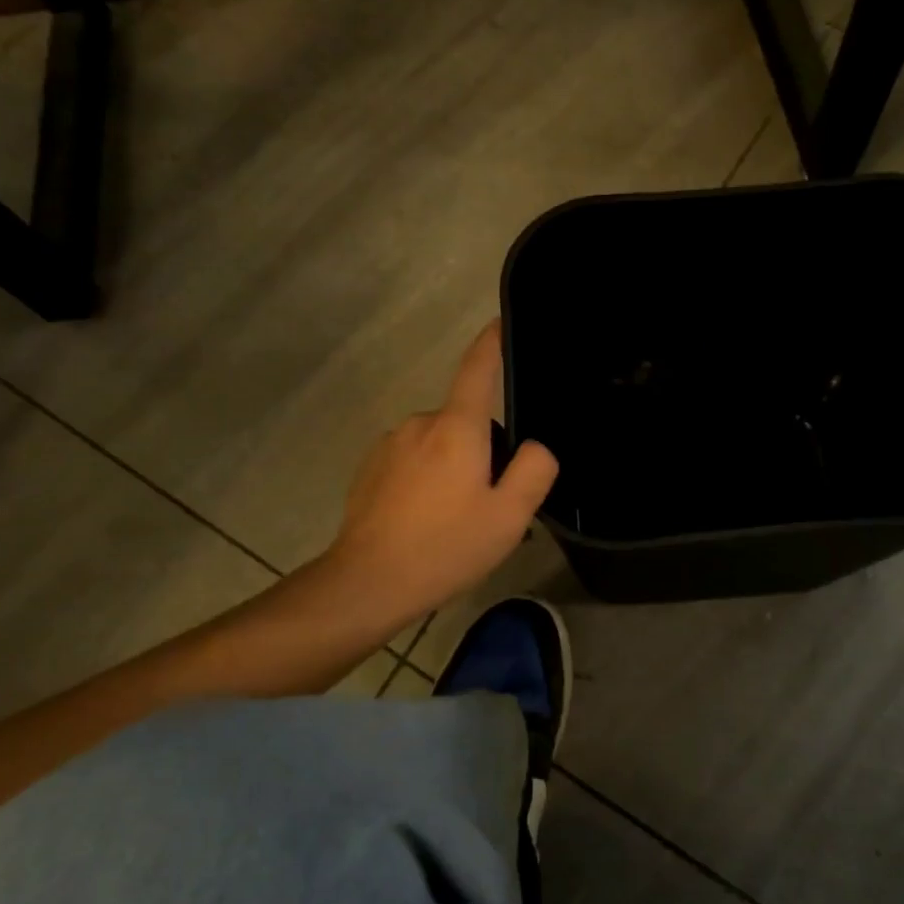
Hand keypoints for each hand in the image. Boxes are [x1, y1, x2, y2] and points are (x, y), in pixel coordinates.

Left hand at [319, 322, 557, 628]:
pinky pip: (412, 462)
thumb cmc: (445, 546)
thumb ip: (534, 470)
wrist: (367, 582)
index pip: (477, 368)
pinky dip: (426, 481)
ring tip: (456, 522)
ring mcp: (389, 445)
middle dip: (483, 450)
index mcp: (456, 427)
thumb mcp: (509, 515)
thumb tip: (535, 446)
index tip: (501, 322)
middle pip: (466, 421)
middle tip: (491, 502)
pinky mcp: (370, 469)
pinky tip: (425, 523)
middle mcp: (420, 424)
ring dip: (453, 469)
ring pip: (439, 445)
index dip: (492, 342)